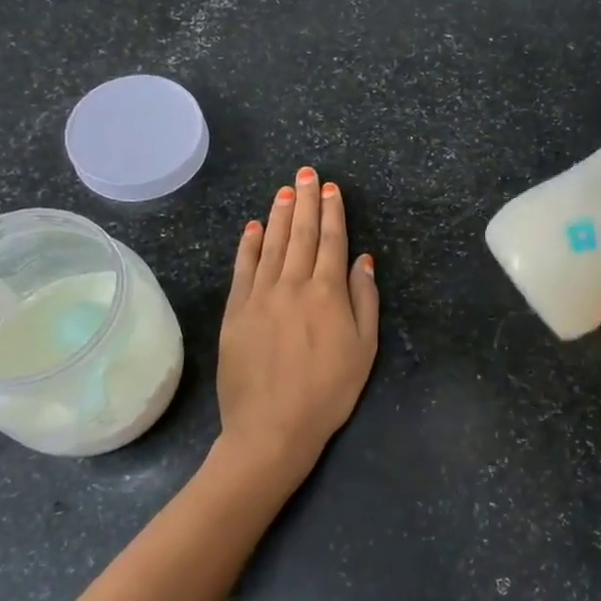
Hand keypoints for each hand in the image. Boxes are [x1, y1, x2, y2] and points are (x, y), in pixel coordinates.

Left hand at [215, 166, 377, 494]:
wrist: (272, 427)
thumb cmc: (328, 392)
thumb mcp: (364, 349)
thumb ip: (365, 300)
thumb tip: (363, 259)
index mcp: (327, 292)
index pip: (331, 241)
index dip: (332, 212)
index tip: (331, 188)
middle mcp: (292, 284)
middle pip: (301, 234)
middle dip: (306, 200)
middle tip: (307, 173)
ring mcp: (260, 296)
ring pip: (271, 245)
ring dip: (279, 215)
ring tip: (284, 190)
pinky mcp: (235, 312)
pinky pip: (243, 269)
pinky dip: (249, 245)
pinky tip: (253, 227)